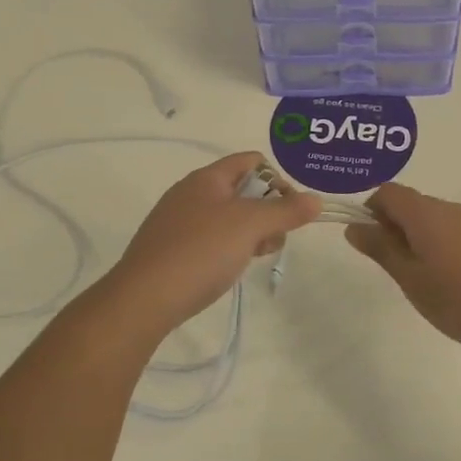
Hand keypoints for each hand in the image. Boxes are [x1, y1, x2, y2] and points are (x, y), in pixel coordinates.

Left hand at [102, 153, 320, 330]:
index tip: (290, 210)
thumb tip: (317, 199)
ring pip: (227, 217)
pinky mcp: (171, 249)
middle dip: (267, 211)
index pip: (251, 161)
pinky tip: (229, 269)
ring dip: (250, 232)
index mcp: (207, 178)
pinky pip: (210, 238)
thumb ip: (286, 211)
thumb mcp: (250, 226)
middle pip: (242, 190)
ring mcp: (177, 222)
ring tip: (255, 256)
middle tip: (275, 238)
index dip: (277, 179)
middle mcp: (190, 193)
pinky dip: (227, 248)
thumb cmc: (201, 252)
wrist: (144, 298)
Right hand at [345, 183, 460, 361]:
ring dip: (422, 241)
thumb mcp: (412, 280)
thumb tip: (354, 226)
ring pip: (438, 221)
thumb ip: (382, 250)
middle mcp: (453, 209)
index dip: (372, 211)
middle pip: (414, 205)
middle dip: (396, 229)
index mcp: (427, 214)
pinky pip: (460, 234)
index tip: (372, 244)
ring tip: (427, 282)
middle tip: (397, 270)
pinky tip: (457, 285)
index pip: (389, 192)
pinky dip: (447, 249)